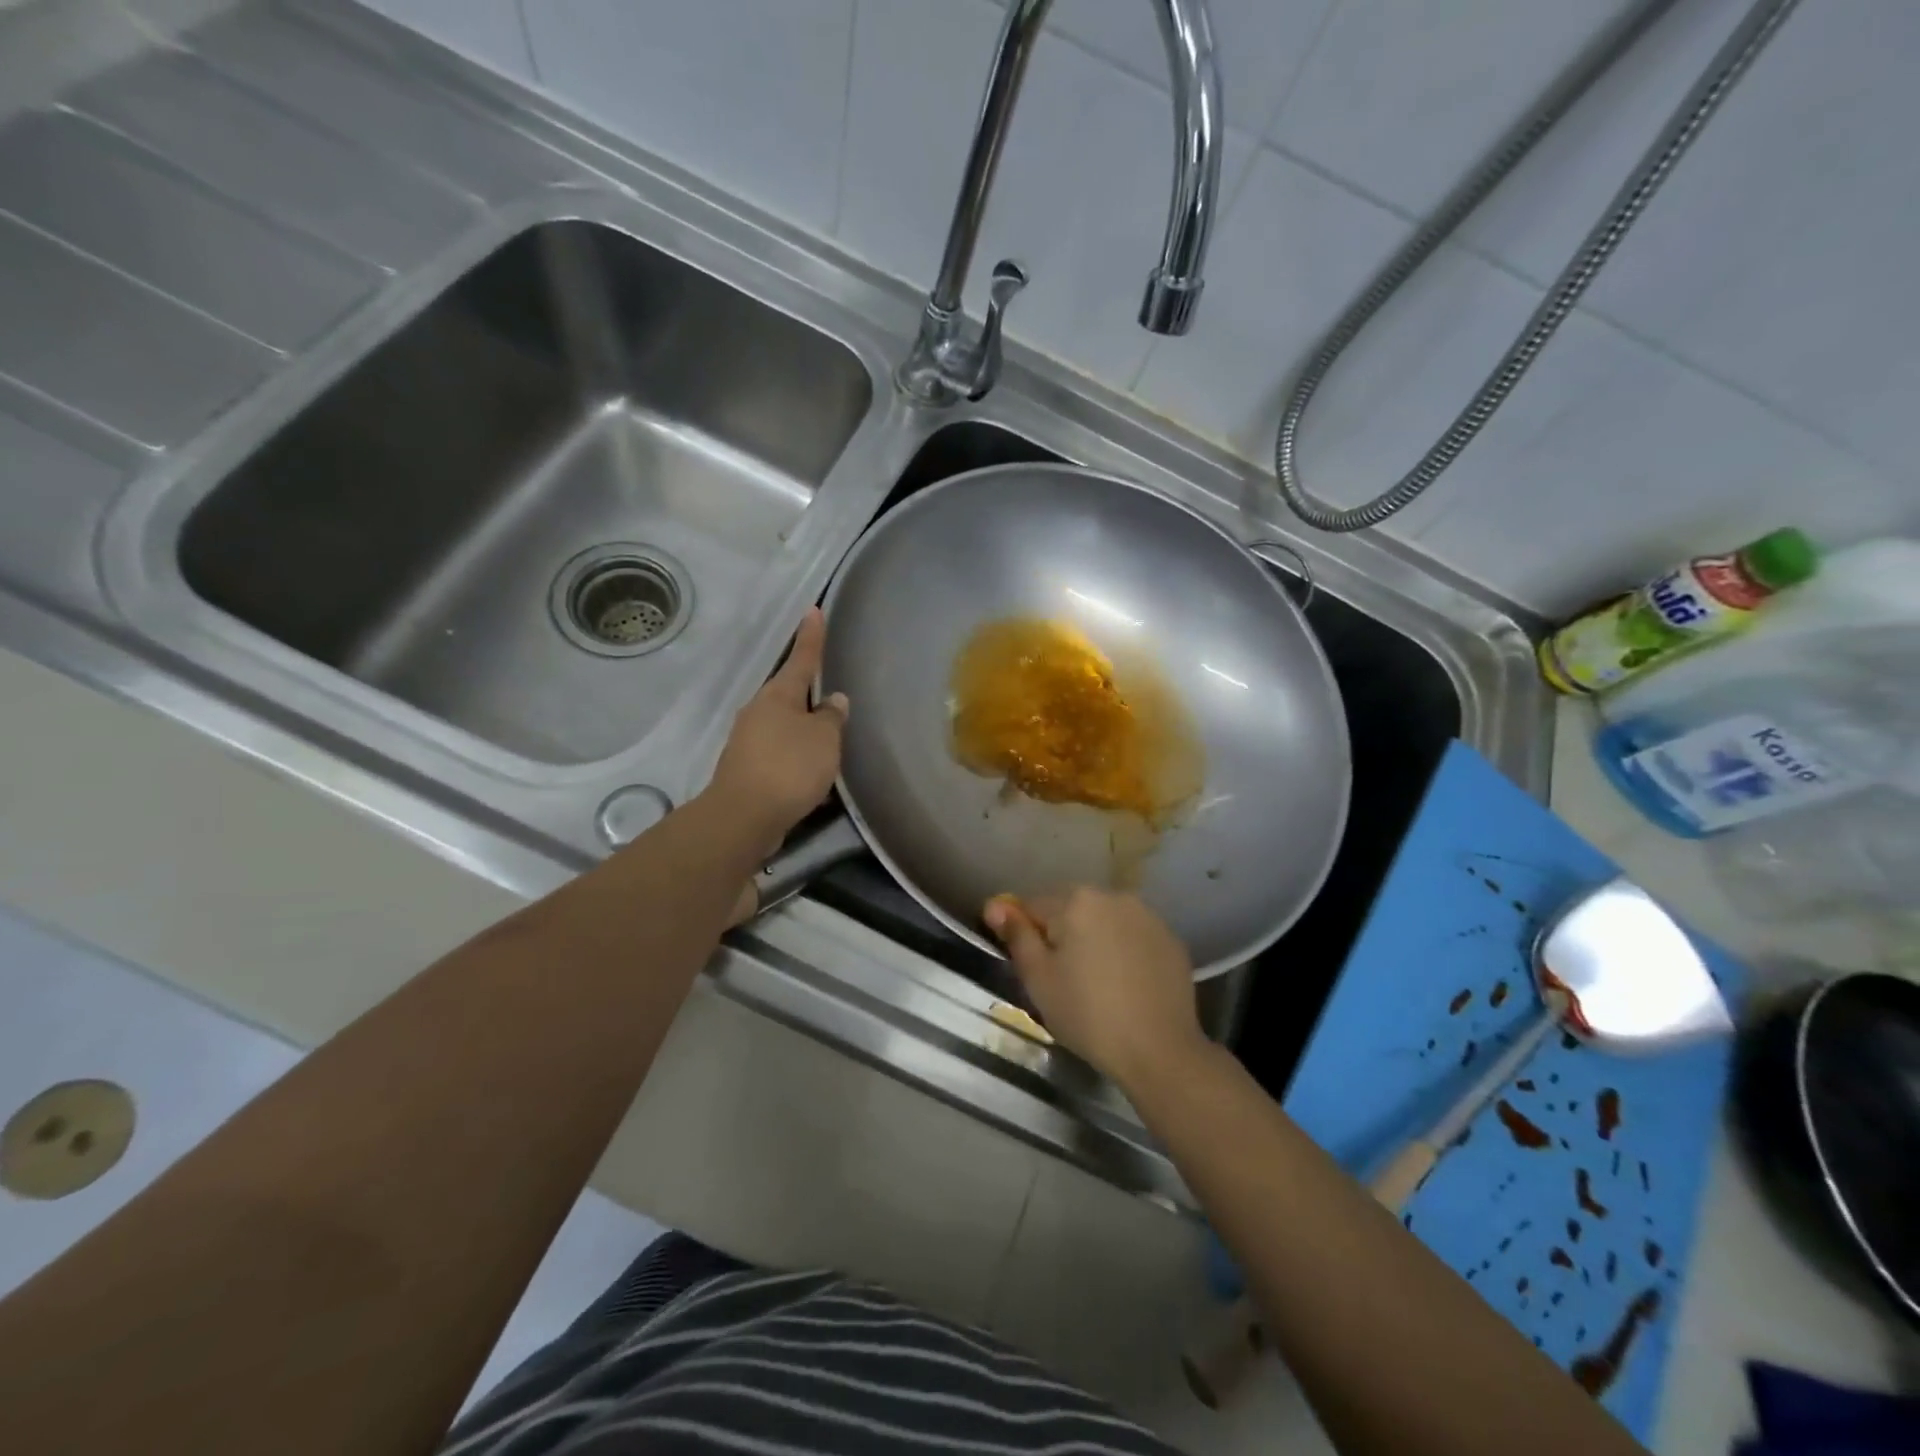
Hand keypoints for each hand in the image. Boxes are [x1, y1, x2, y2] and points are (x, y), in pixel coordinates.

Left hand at [708, 608, 848, 847]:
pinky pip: (779, 752)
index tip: (813, 611)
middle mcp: (759, 711)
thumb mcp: (823, 739)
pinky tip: (811, 771)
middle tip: (829, 690)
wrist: (744, 816)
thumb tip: (833, 701)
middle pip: (788, 693)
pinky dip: (796, 756)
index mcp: (778, 695)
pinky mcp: (747, 768)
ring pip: (783, 725)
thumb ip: (832, 718)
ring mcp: (748, 740)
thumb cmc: (789, 767)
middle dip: (807, 691)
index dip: (811, 636)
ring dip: (803, 728)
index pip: (801, 658)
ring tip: (826, 738)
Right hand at [983, 888, 1209, 1093]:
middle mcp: (1113, 896)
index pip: (1033, 906)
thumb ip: (1016, 935)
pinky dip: (1124, 951)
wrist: (1159, 1049)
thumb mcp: (1039, 978)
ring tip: (1095, 982)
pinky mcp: (1170, 939)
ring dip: (1094, 939)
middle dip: (1061, 934)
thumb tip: (995, 906)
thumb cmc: (1087, 1014)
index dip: (1025, 935)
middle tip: (1061, 979)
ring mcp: (1147, 916)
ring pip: (1104, 921)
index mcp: (1076, 900)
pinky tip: (1125, 984)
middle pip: (1071, 909)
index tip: (1030, 967)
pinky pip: (1133, 936)